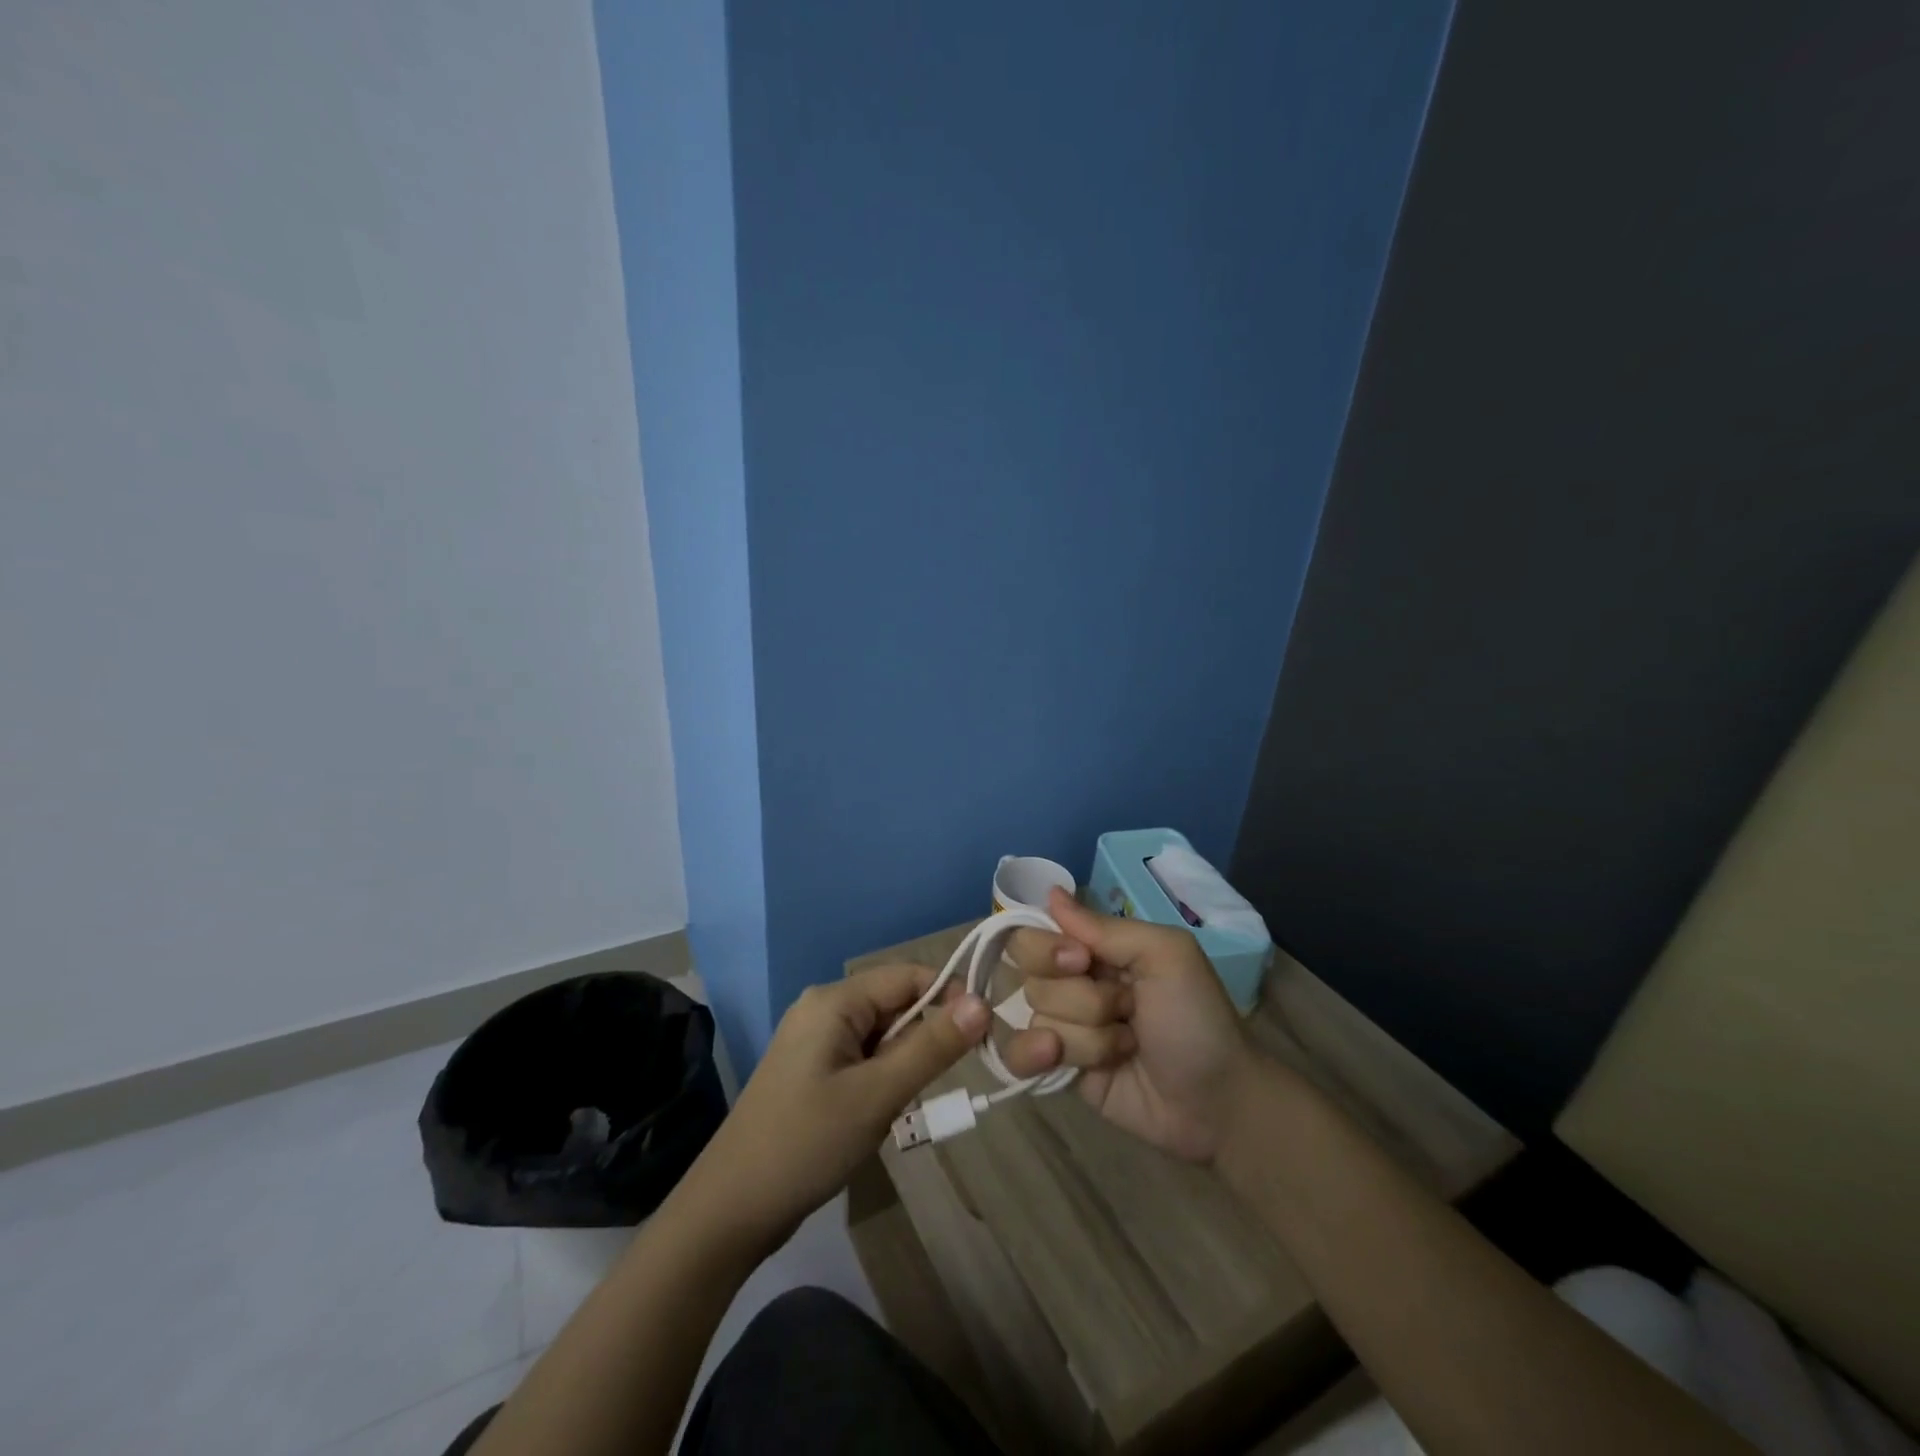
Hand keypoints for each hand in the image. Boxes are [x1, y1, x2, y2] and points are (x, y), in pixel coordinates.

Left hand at [682, 966, 989, 1253]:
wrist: (730, 1210)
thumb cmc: (807, 1143)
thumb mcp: (878, 1094)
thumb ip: (932, 1046)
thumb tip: (983, 1002)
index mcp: (834, 1000)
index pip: (908, 976)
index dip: (950, 996)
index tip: (985, 1034)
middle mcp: (823, 1009)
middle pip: (895, 1005)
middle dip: (924, 1038)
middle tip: (938, 1084)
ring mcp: (814, 1041)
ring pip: (882, 1036)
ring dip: (903, 1065)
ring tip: (901, 1106)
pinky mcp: (812, 1071)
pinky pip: (863, 1058)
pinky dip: (883, 1079)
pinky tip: (879, 1115)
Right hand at [1003, 887, 1257, 1162]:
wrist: (1217, 1102)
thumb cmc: (1197, 1017)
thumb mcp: (1165, 955)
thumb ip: (1104, 927)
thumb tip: (1050, 893)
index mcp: (1095, 949)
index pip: (1035, 932)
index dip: (1047, 948)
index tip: (1081, 961)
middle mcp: (1073, 983)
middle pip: (1030, 976)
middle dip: (1078, 997)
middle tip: (1123, 1008)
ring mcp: (1064, 1028)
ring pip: (1036, 1018)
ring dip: (1085, 1035)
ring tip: (1126, 1047)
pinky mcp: (1058, 1070)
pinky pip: (1019, 1056)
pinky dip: (1034, 1056)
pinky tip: (1058, 1061)